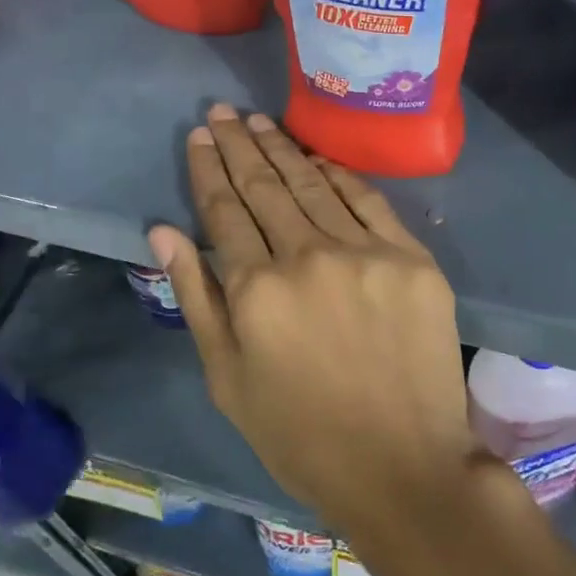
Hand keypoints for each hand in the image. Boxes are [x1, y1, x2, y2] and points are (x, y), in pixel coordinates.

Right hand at [148, 105, 487, 543]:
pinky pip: (368, 201)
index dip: (209, 170)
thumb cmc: (301, 434)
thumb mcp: (228, 379)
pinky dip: (340, 174)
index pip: (223, 211)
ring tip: (259, 121)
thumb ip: (197, 297)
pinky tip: (318, 155)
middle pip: (265, 186)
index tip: (200, 135)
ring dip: (283, 148)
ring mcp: (365, 253)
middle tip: (222, 111)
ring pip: (313, 185)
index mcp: (256, 291)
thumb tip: (162, 231)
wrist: (402, 464)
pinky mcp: (412, 258)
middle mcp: (307, 257)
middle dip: (240, 145)